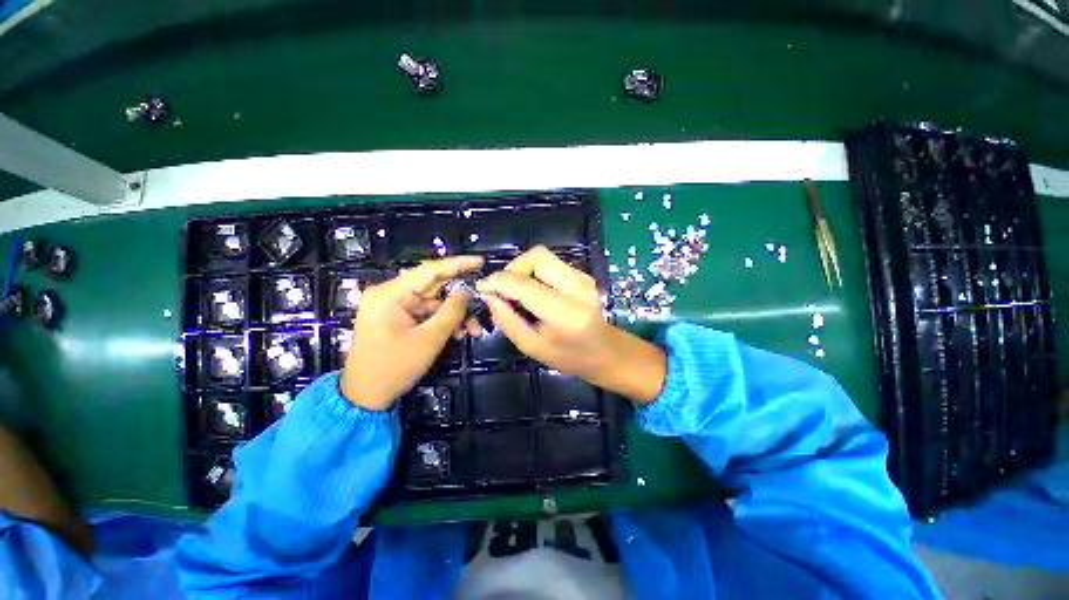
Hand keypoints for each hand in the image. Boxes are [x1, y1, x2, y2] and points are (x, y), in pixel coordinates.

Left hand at [341, 256, 483, 410]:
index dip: (457, 264)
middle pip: (433, 286)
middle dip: (460, 297)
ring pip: (434, 301)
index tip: (480, 261)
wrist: (366, 396)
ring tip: (474, 329)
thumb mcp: (429, 339)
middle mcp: (391, 294)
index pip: (429, 271)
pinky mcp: (399, 317)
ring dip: (455, 314)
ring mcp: (394, 306)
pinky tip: (459, 332)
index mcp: (390, 294)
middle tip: (484, 300)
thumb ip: (451, 311)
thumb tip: (466, 290)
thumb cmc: (394, 367)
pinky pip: (427, 312)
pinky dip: (444, 321)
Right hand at [476, 246, 665, 404]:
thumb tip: (489, 294)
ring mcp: (583, 278)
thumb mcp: (532, 347)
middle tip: (504, 288)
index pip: (525, 284)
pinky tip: (533, 291)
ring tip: (516, 291)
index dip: (498, 281)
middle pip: (536, 256)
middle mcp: (577, 288)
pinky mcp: (582, 274)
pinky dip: (534, 271)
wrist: (606, 352)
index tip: (483, 287)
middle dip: (513, 268)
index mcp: (565, 313)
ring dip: (523, 269)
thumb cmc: (569, 357)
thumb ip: (507, 320)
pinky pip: (551, 263)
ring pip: (543, 256)